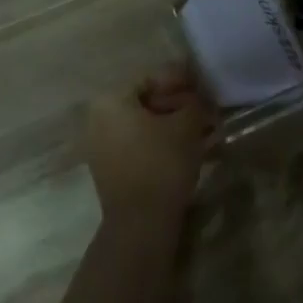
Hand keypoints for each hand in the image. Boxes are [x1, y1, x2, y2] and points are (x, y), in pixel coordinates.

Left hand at [84, 66, 211, 225]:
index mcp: (111, 99)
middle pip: (145, 100)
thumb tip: (199, 97)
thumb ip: (194, 102)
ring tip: (201, 130)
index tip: (204, 88)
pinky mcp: (109, 169)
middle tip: (204, 110)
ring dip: (171, 124)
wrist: (140, 225)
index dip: (181, 80)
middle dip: (177, 104)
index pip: (150, 77)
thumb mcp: (186, 126)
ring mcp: (100, 145)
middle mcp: (98, 118)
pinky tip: (186, 148)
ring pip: (143, 124)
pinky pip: (137, 144)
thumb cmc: (161, 164)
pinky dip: (160, 142)